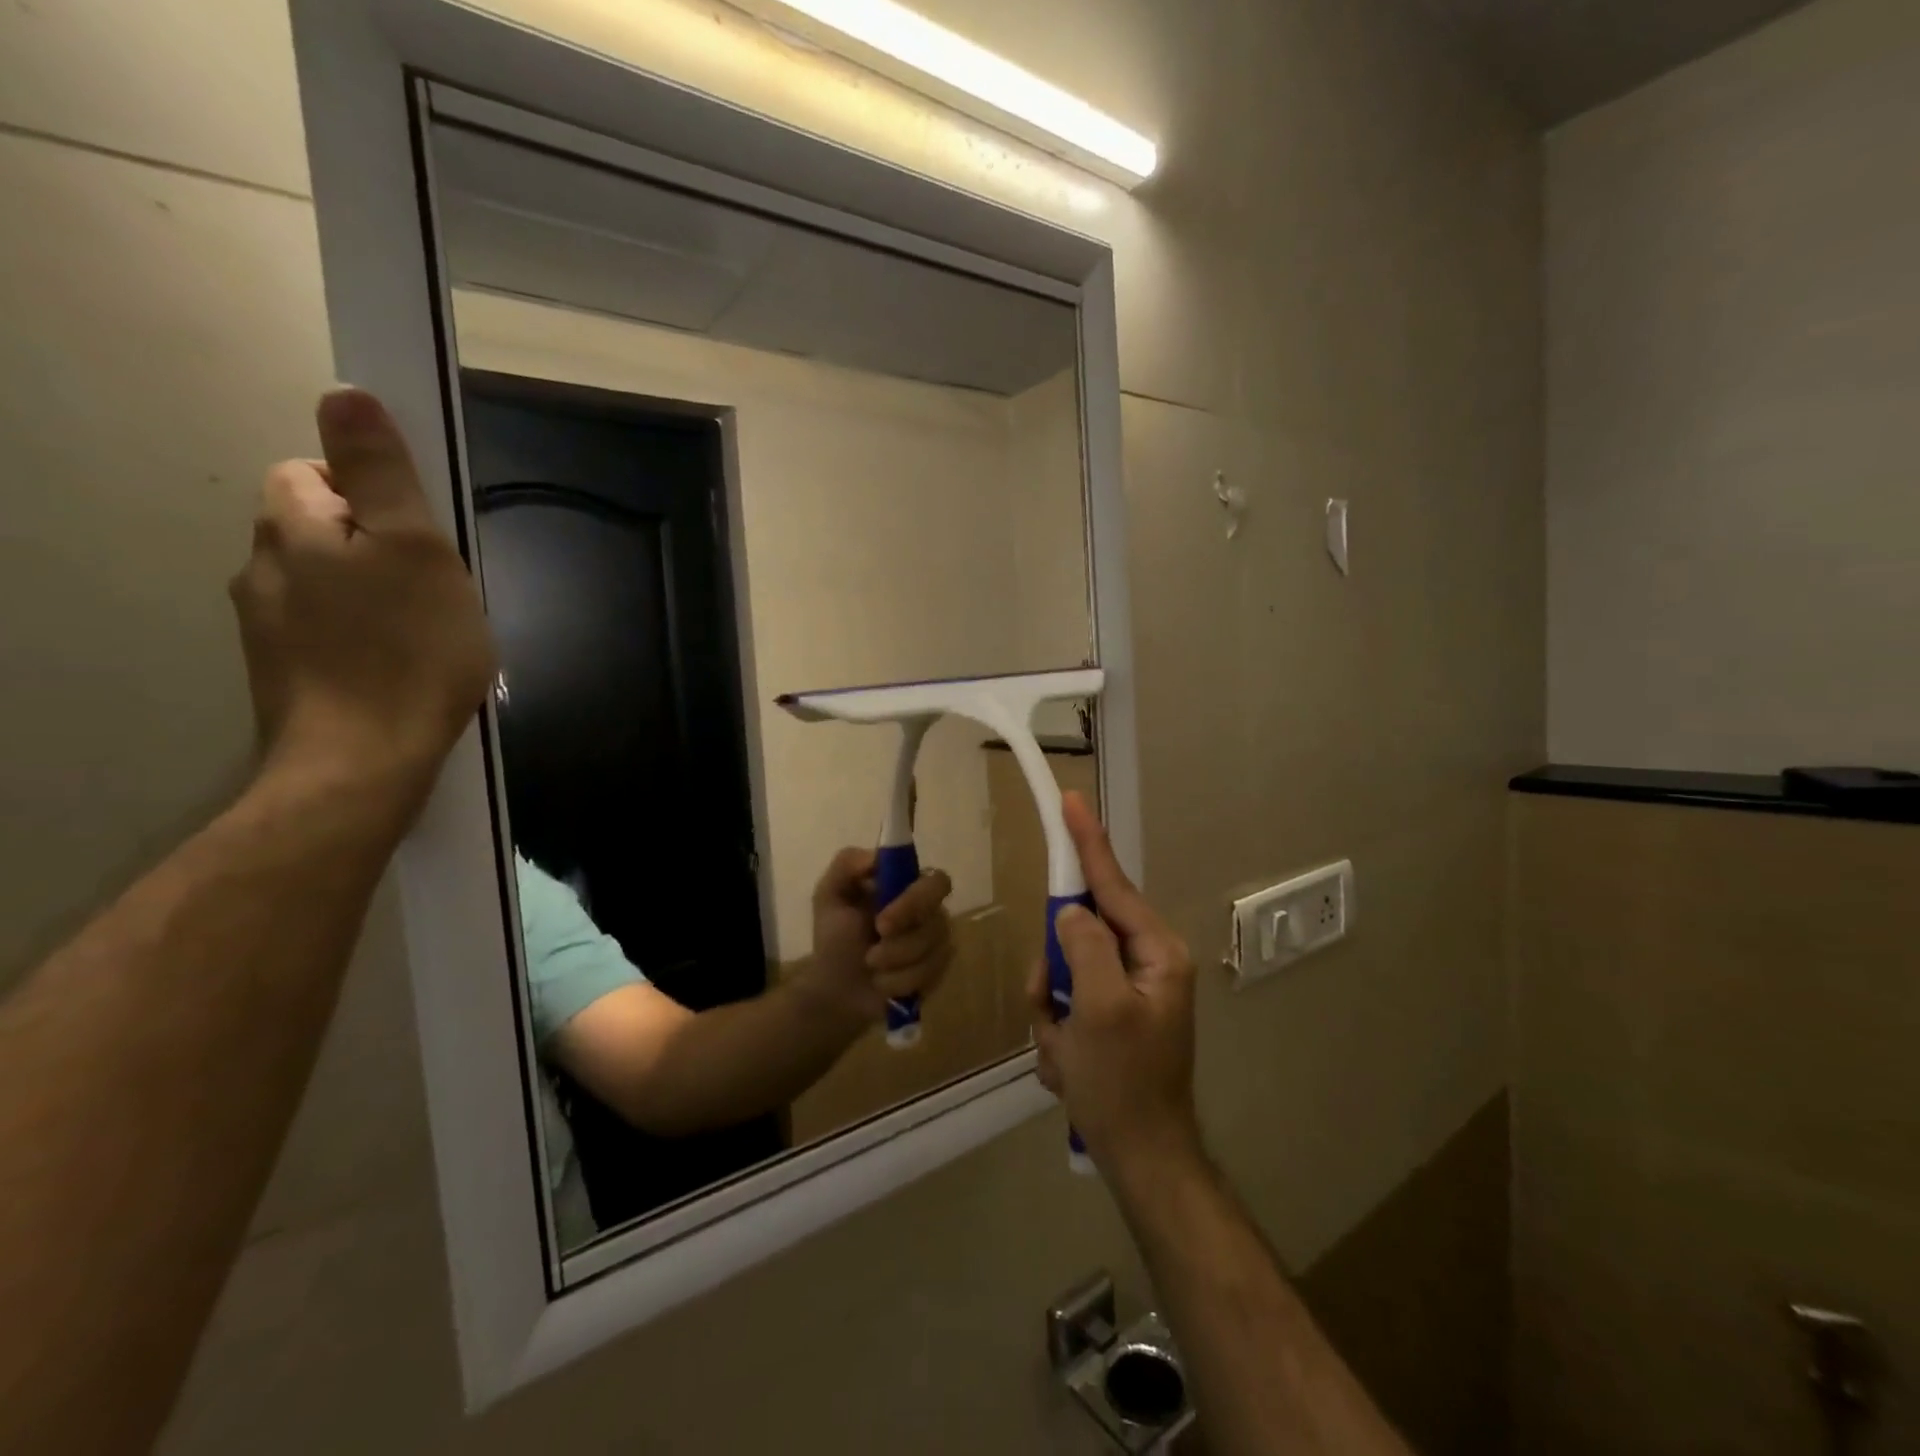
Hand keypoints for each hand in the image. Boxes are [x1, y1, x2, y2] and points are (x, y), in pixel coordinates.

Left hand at [230, 388, 494, 818]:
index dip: (372, 492)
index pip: (315, 472)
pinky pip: (327, 632)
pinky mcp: (286, 675)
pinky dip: (362, 638)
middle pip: (321, 530)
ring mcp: (267, 627)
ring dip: (372, 595)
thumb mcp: (416, 549)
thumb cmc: (407, 650)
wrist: (364, 762)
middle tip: (435, 589)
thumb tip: (345, 393)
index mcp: (293, 527)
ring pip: (325, 585)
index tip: (421, 535)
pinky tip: (400, 668)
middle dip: (377, 547)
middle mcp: (263, 567)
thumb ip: (381, 473)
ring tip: (427, 635)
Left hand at [802, 849, 954, 1027]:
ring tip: (870, 966)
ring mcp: (937, 942)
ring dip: (894, 963)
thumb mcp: (829, 895)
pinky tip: (882, 984)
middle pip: (939, 919)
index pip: (936, 881)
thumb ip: (847, 864)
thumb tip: (876, 856)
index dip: (916, 900)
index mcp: (908, 887)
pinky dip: (899, 982)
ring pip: (932, 951)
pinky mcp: (938, 972)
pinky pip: (930, 976)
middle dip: (904, 942)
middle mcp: (930, 911)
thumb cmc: (835, 939)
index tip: (882, 922)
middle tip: (872, 954)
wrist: (835, 990)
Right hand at [1028, 792, 1202, 1178]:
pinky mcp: (1111, 1015)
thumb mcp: (1097, 1008)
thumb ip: (1083, 945)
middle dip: (1053, 973)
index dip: (1087, 842)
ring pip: (1064, 969)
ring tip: (1065, 1052)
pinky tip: (1070, 1067)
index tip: (1070, 800)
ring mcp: (1128, 990)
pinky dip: (1058, 1033)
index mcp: (1157, 952)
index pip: (1112, 884)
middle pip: (1078, 931)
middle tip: (1052, 1011)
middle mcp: (1147, 962)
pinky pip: (1066, 1002)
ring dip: (1052, 1010)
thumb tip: (1070, 911)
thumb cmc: (1123, 1083)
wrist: (1141, 1159)